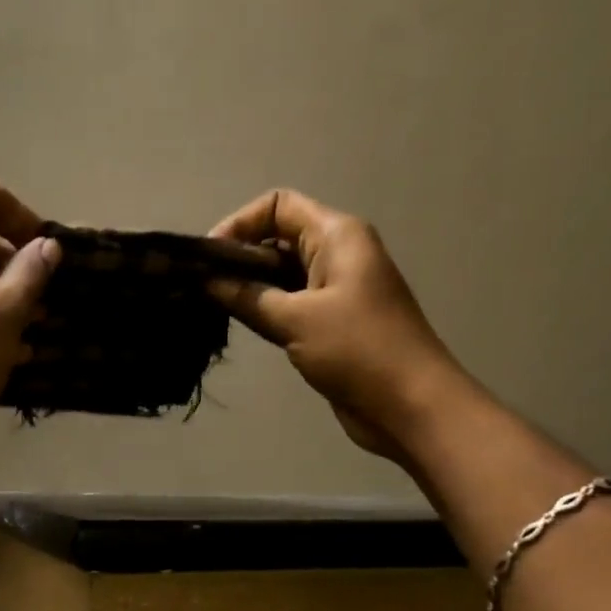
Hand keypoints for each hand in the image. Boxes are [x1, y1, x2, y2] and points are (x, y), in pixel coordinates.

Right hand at [207, 189, 467, 460]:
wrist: (410, 404)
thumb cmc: (357, 350)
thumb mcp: (295, 320)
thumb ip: (247, 297)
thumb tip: (204, 281)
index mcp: (336, 235)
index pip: (278, 206)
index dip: (239, 224)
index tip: (207, 260)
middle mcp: (336, 254)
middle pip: (277, 238)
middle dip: (238, 258)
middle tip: (200, 289)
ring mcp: (335, 290)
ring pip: (280, 275)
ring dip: (248, 288)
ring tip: (210, 308)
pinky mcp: (330, 323)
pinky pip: (289, 304)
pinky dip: (263, 311)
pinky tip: (238, 326)